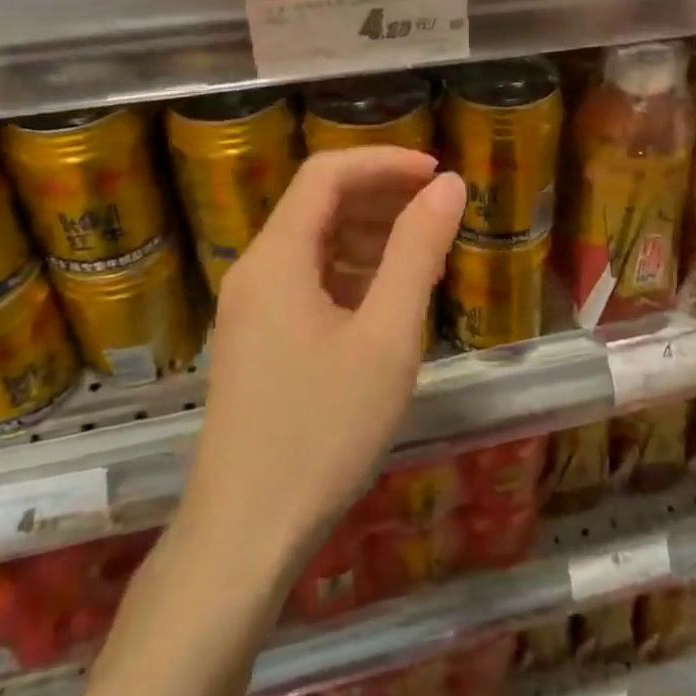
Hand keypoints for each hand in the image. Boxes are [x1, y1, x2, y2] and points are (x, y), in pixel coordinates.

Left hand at [184, 148, 465, 570]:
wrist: (246, 534)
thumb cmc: (322, 430)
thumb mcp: (387, 336)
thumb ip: (417, 252)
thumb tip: (449, 186)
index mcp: (277, 257)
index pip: (326, 174)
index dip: (384, 162)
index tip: (436, 175)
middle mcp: (256, 270)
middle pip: (318, 204)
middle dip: (380, 195)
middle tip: (438, 211)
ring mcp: (252, 308)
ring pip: (314, 243)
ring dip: (369, 234)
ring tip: (423, 251)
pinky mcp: (258, 339)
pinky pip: (307, 280)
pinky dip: (351, 271)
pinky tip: (388, 298)